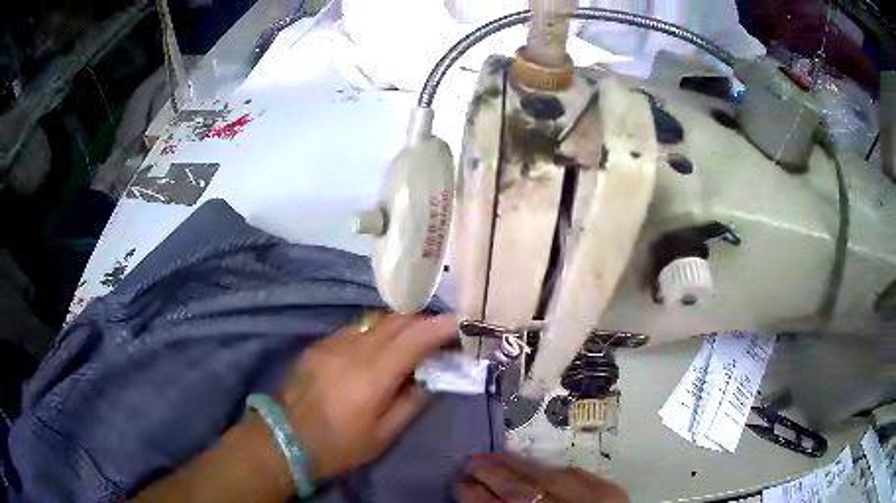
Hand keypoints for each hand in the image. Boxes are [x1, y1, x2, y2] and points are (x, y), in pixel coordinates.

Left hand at [279, 314, 456, 481]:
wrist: (285, 439)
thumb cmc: (339, 445)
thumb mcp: (383, 435)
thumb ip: (411, 402)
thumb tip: (431, 378)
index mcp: (373, 375)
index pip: (414, 337)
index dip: (440, 327)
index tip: (458, 325)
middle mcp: (353, 349)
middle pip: (395, 320)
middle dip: (422, 321)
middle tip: (438, 334)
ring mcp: (332, 343)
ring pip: (374, 320)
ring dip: (398, 325)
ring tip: (408, 342)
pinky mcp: (318, 344)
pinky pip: (354, 329)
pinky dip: (373, 333)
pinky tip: (374, 351)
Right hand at [456, 453, 628, 502]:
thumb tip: (482, 501)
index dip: (477, 497)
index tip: (460, 483)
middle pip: (522, 491)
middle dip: (494, 474)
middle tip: (472, 460)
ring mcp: (590, 500)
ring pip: (547, 477)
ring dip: (520, 465)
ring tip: (496, 454)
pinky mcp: (610, 490)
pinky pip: (575, 473)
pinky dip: (552, 469)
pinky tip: (536, 465)